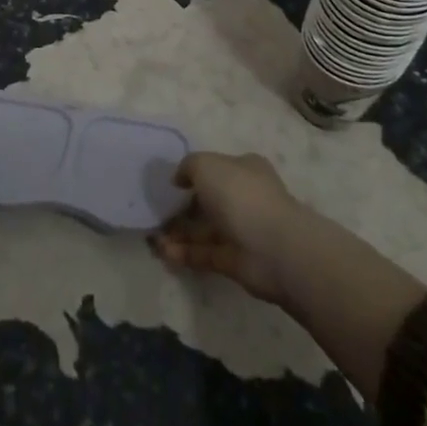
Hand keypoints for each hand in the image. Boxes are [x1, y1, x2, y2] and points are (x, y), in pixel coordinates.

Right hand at [149, 152, 308, 304]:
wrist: (274, 248)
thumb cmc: (240, 195)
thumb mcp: (207, 165)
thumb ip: (188, 166)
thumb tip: (179, 179)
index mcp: (245, 170)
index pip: (217, 168)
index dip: (192, 174)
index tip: (169, 184)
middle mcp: (244, 198)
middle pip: (208, 201)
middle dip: (181, 208)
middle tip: (154, 214)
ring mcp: (241, 231)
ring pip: (204, 230)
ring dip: (178, 233)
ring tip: (152, 238)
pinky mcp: (234, 261)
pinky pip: (204, 254)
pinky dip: (184, 253)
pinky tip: (164, 253)